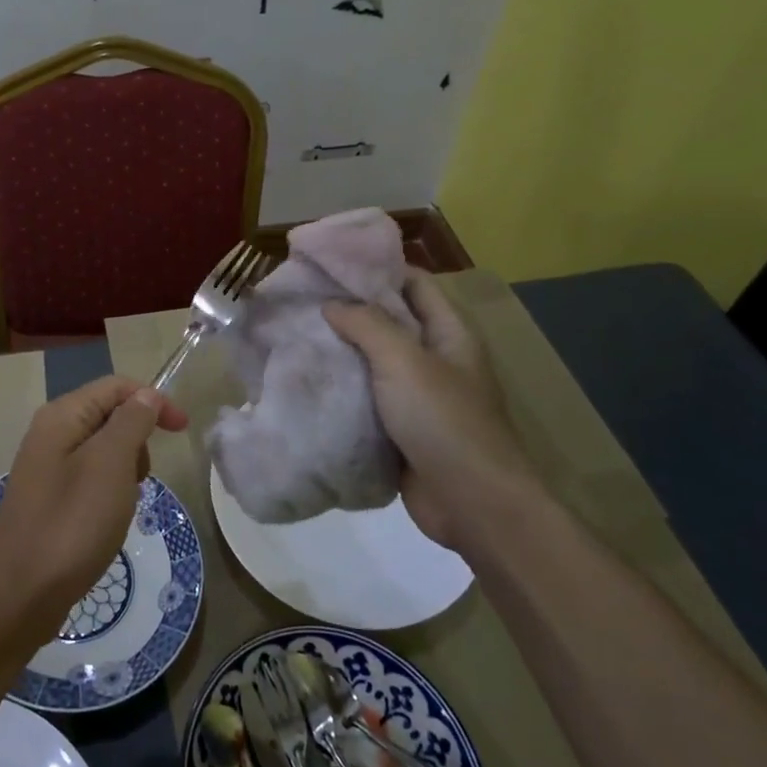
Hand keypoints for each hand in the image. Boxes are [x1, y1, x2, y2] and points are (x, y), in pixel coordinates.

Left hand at [0, 376, 189, 641]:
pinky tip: (107, 524)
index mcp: (62, 416)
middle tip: (140, 478)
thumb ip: (131, 422)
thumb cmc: (71, 524)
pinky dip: (109, 494)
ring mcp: (46, 469)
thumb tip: (147, 395)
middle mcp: (50, 434)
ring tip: (122, 506)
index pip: (115, 386)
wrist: (19, 596)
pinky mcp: (49, 501)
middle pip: (108, 415)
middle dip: (137, 440)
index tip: (183, 431)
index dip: (153, 400)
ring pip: (103, 452)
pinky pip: (90, 481)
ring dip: (125, 471)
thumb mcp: (110, 465)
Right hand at [324, 270, 538, 548]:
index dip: (376, 268)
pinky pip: (367, 398)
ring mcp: (418, 396)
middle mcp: (435, 358)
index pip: (413, 283)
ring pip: (374, 361)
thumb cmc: (443, 420)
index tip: (330, 263)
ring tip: (295, 334)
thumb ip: (367, 325)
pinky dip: (342, 388)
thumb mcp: (404, 361)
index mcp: (449, 333)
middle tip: (301, 298)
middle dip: (349, 309)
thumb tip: (332, 304)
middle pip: (390, 321)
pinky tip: (307, 380)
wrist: (471, 503)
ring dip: (341, 350)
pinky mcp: (400, 428)